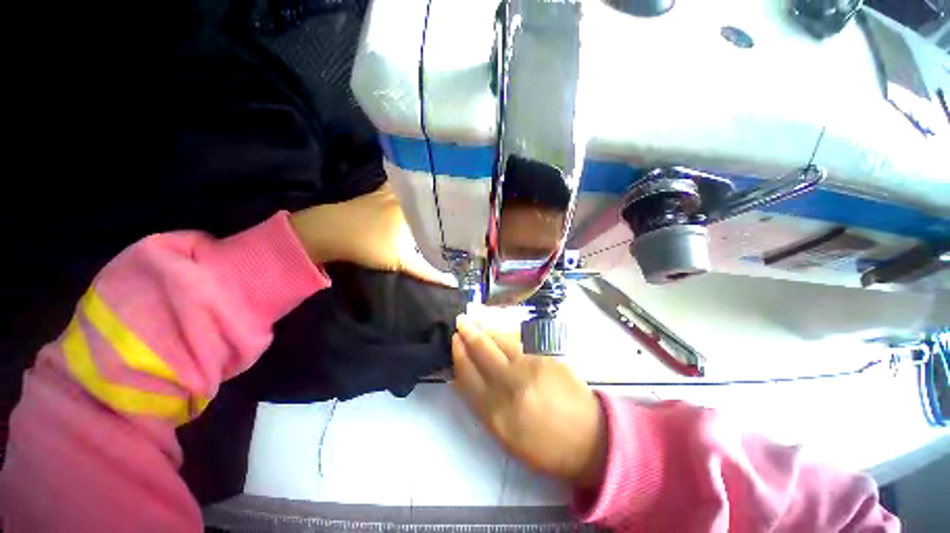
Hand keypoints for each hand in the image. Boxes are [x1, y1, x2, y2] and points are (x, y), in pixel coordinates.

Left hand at [289, 183, 451, 284]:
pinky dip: (410, 189)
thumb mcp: (402, 261)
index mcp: (415, 208)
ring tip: (445, 199)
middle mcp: (406, 195)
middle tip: (462, 207)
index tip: (471, 216)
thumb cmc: (368, 244)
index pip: (442, 204)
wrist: (330, 231)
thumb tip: (454, 282)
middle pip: (430, 194)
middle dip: (446, 200)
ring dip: (428, 193)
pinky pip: (400, 187)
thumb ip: (429, 272)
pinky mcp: (379, 193)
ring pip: (416, 188)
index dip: (458, 209)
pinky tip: (415, 194)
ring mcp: (390, 191)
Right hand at [452, 315, 606, 488]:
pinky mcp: (547, 356)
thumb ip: (481, 403)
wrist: (588, 438)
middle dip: (468, 332)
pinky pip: (521, 338)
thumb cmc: (543, 444)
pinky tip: (502, 332)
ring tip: (478, 323)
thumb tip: (463, 376)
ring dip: (487, 329)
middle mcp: (511, 385)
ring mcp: (531, 366)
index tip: (454, 341)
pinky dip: (508, 333)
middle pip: (483, 350)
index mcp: (496, 412)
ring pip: (501, 339)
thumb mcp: (504, 435)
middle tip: (461, 321)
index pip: (468, 374)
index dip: (459, 354)